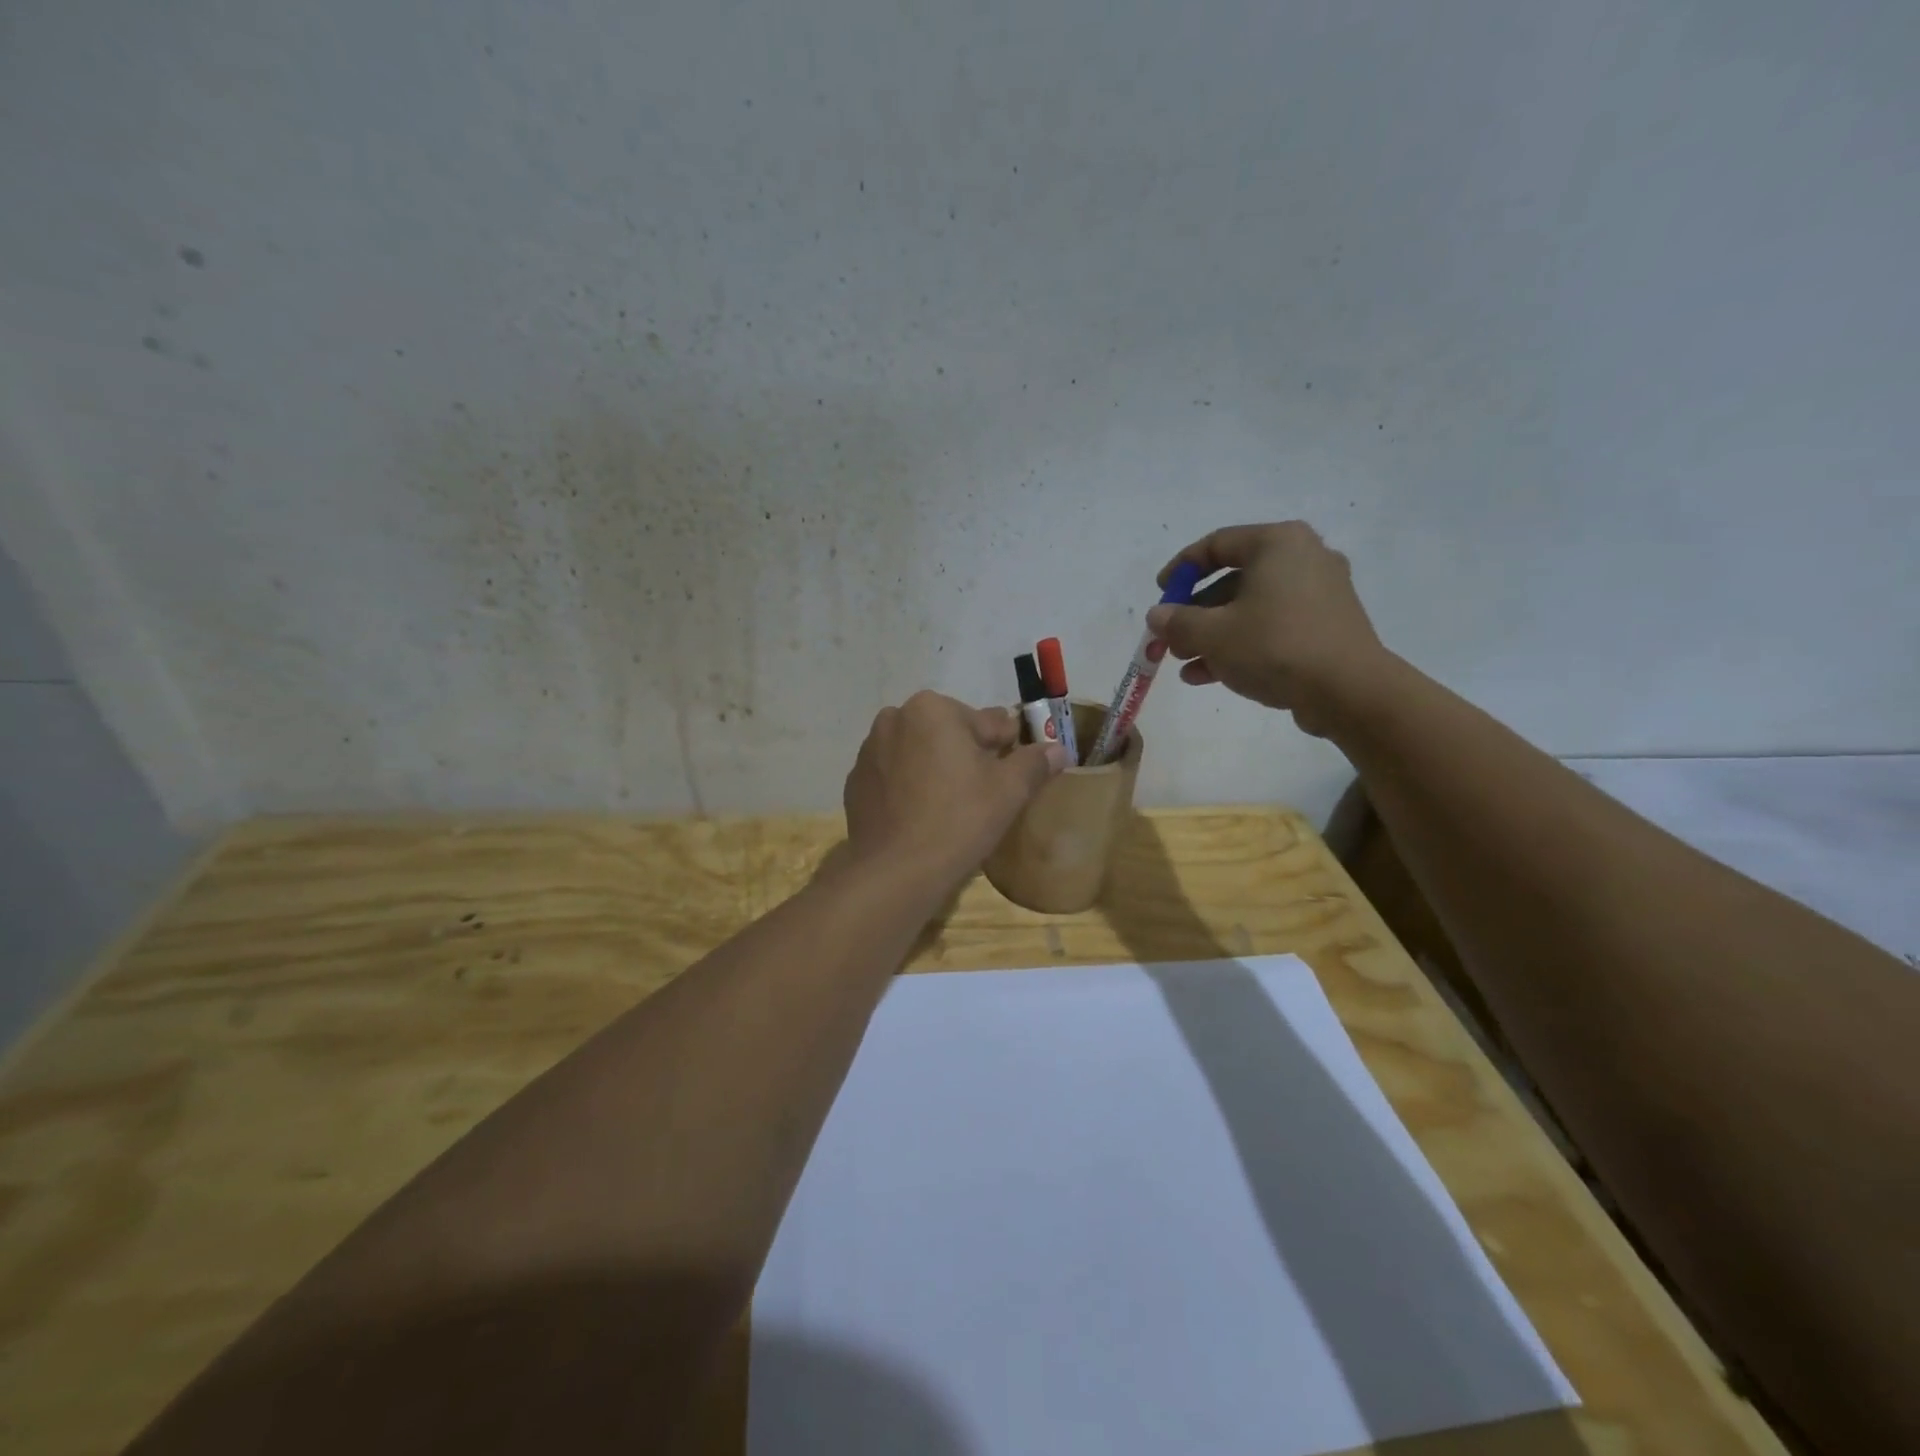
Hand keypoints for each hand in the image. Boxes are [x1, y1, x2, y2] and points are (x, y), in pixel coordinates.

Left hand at [842, 691, 1066, 889]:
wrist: (896, 871)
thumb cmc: (959, 820)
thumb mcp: (1009, 791)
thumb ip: (1034, 763)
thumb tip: (1058, 749)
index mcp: (932, 709)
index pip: (985, 722)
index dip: (1005, 746)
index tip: (1014, 768)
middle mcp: (894, 719)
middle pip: (947, 733)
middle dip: (966, 754)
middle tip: (984, 793)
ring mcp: (869, 751)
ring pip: (918, 752)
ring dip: (936, 767)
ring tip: (951, 806)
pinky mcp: (855, 782)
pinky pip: (894, 775)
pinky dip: (909, 787)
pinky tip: (921, 816)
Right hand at [1145, 522, 1391, 737]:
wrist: (1348, 690)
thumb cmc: (1274, 646)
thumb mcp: (1213, 634)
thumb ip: (1177, 622)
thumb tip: (1157, 616)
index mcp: (1277, 543)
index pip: (1216, 544)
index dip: (1180, 570)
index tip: (1160, 594)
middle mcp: (1303, 558)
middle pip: (1233, 580)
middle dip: (1195, 613)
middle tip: (1171, 638)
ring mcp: (1320, 593)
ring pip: (1251, 608)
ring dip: (1213, 635)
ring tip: (1185, 663)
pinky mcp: (1327, 626)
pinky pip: (1273, 626)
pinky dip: (1241, 645)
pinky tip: (1210, 676)